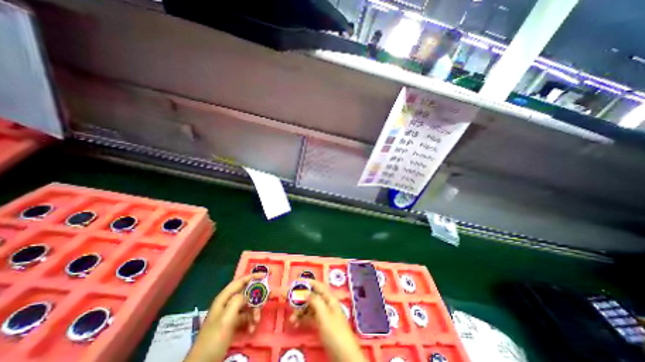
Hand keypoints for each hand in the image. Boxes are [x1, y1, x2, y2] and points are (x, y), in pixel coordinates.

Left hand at [182, 274, 260, 361]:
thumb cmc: (214, 339)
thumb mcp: (226, 318)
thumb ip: (237, 301)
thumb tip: (247, 295)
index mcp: (224, 298)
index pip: (241, 281)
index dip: (253, 276)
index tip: (266, 275)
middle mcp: (228, 303)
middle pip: (247, 293)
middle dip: (258, 296)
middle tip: (269, 297)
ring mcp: (230, 314)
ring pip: (248, 305)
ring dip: (255, 311)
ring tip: (256, 321)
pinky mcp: (233, 324)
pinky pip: (246, 316)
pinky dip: (251, 321)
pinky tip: (252, 328)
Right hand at [289, 279, 367, 361]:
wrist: (344, 356)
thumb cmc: (335, 333)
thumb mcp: (324, 315)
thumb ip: (315, 302)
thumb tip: (305, 292)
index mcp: (329, 299)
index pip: (317, 286)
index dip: (307, 282)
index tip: (295, 282)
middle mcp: (326, 304)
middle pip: (312, 296)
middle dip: (300, 297)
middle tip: (288, 300)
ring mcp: (324, 315)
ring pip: (309, 307)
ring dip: (300, 311)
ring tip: (292, 319)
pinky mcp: (321, 325)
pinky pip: (310, 318)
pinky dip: (303, 319)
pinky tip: (296, 324)